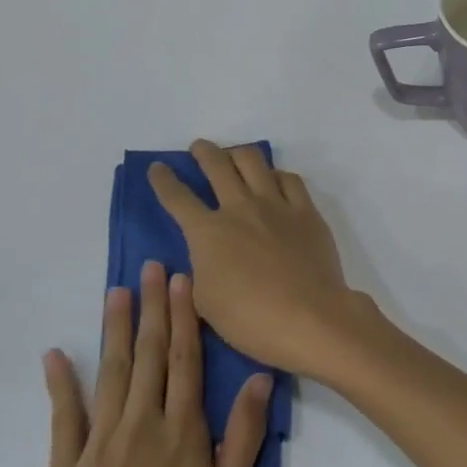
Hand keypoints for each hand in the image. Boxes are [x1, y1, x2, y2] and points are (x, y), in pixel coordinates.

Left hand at [18, 261, 270, 466]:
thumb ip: (243, 437)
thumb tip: (261, 378)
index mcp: (182, 432)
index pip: (186, 360)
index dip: (185, 317)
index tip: (185, 279)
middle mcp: (140, 425)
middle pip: (148, 355)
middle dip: (153, 308)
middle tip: (153, 267)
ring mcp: (97, 445)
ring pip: (110, 373)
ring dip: (115, 329)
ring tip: (117, 291)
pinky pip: (63, 417)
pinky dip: (59, 383)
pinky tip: (55, 355)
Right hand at [148, 140, 371, 378]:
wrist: (309, 317)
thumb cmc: (250, 319)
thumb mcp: (205, 301)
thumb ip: (202, 269)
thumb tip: (207, 253)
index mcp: (208, 232)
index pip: (178, 198)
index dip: (163, 180)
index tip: (158, 168)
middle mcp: (240, 208)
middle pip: (217, 166)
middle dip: (204, 152)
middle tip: (199, 148)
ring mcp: (277, 205)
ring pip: (254, 162)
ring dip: (238, 154)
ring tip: (235, 156)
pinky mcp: (306, 212)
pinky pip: (290, 179)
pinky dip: (277, 175)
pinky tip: (275, 180)